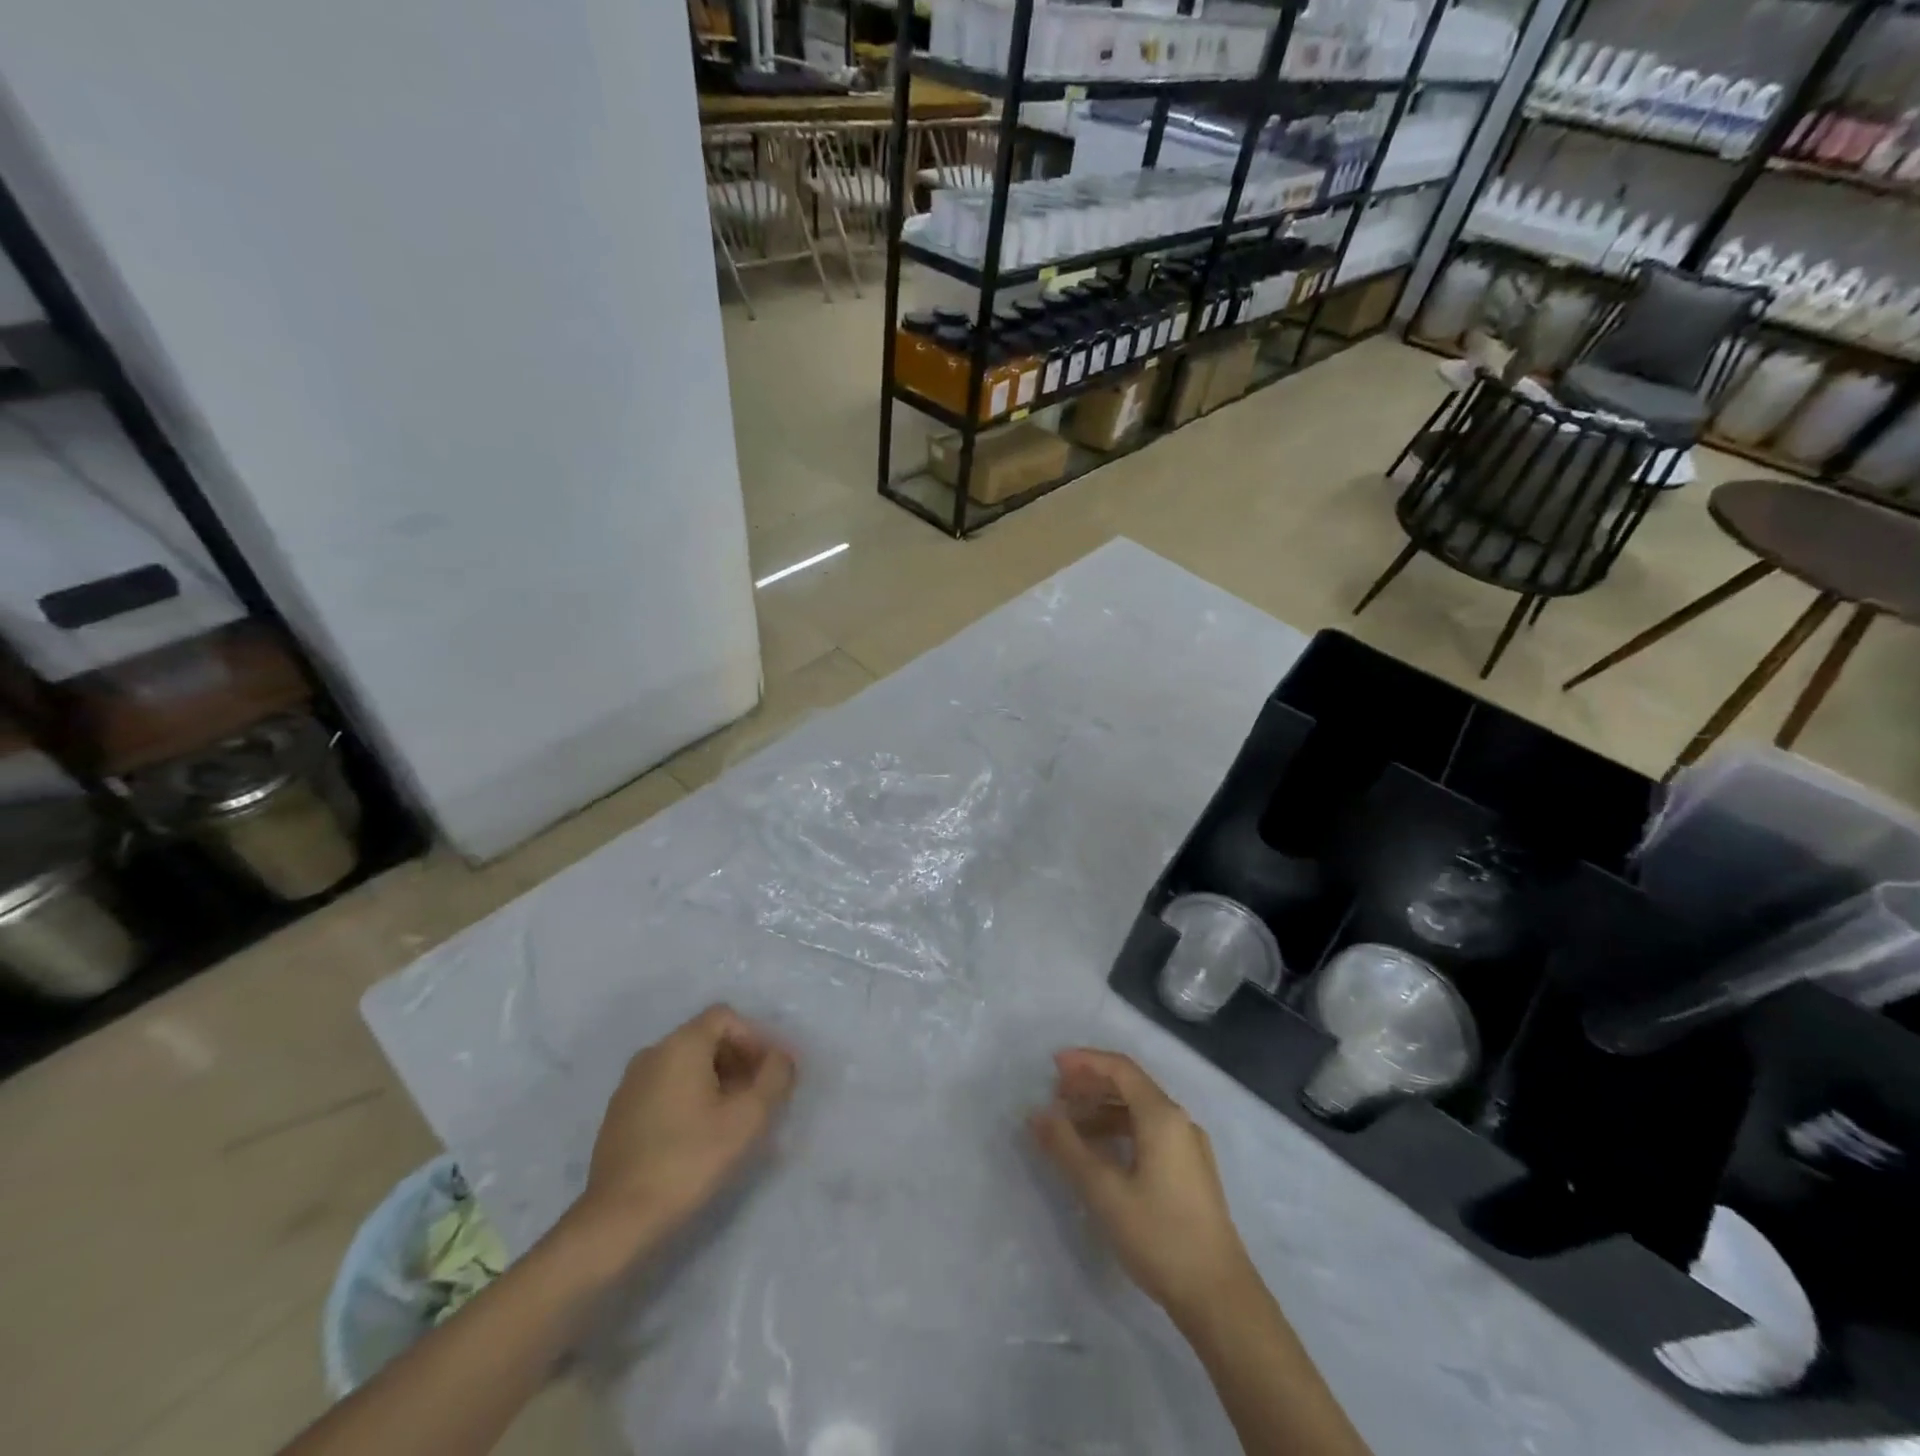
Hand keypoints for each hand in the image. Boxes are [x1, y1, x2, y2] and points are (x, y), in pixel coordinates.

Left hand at [566, 1005, 796, 1269]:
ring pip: (685, 1065)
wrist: (617, 1220)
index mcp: (680, 1045)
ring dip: (716, 1081)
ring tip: (734, 1119)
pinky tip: (699, 1136)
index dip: (755, 1039)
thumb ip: (774, 1077)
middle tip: (759, 1097)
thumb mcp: (748, 1118)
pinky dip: (689, 1098)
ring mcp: (630, 1084)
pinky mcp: (620, 1114)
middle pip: (706, 1038)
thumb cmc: (689, 1159)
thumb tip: (781, 1058)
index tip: (770, 1074)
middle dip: (739, 1060)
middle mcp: (652, 1053)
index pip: (726, 1017)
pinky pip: (665, 1088)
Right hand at [1031, 1048, 1252, 1321]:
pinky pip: (1149, 1133)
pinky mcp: (1191, 1172)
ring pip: (1140, 1111)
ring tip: (1071, 1126)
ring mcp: (1189, 1147)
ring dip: (1103, 1110)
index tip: (1053, 1066)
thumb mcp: (1104, 1191)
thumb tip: (1037, 1114)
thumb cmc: (1160, 1236)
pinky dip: (1120, 1131)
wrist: (1220, 1298)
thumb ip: (1067, 1148)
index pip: (1120, 1068)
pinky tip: (1100, 1154)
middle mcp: (1179, 1121)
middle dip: (1091, 1085)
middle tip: (1056, 1096)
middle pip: (1130, 1086)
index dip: (1085, 1061)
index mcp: (1162, 1116)